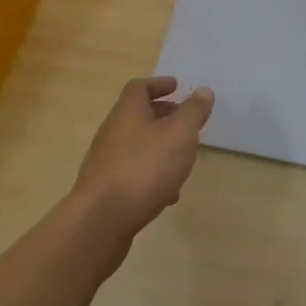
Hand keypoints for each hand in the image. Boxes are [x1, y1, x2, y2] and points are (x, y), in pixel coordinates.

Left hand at [73, 76, 215, 240]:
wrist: (101, 221)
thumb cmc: (144, 168)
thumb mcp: (180, 135)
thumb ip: (193, 112)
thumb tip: (203, 91)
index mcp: (128, 112)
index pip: (139, 87)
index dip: (158, 84)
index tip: (177, 86)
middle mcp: (113, 132)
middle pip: (137, 116)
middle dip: (162, 116)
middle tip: (185, 121)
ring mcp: (106, 162)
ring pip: (137, 146)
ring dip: (159, 147)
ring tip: (182, 158)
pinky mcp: (106, 190)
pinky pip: (132, 173)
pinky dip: (151, 174)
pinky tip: (168, 193)